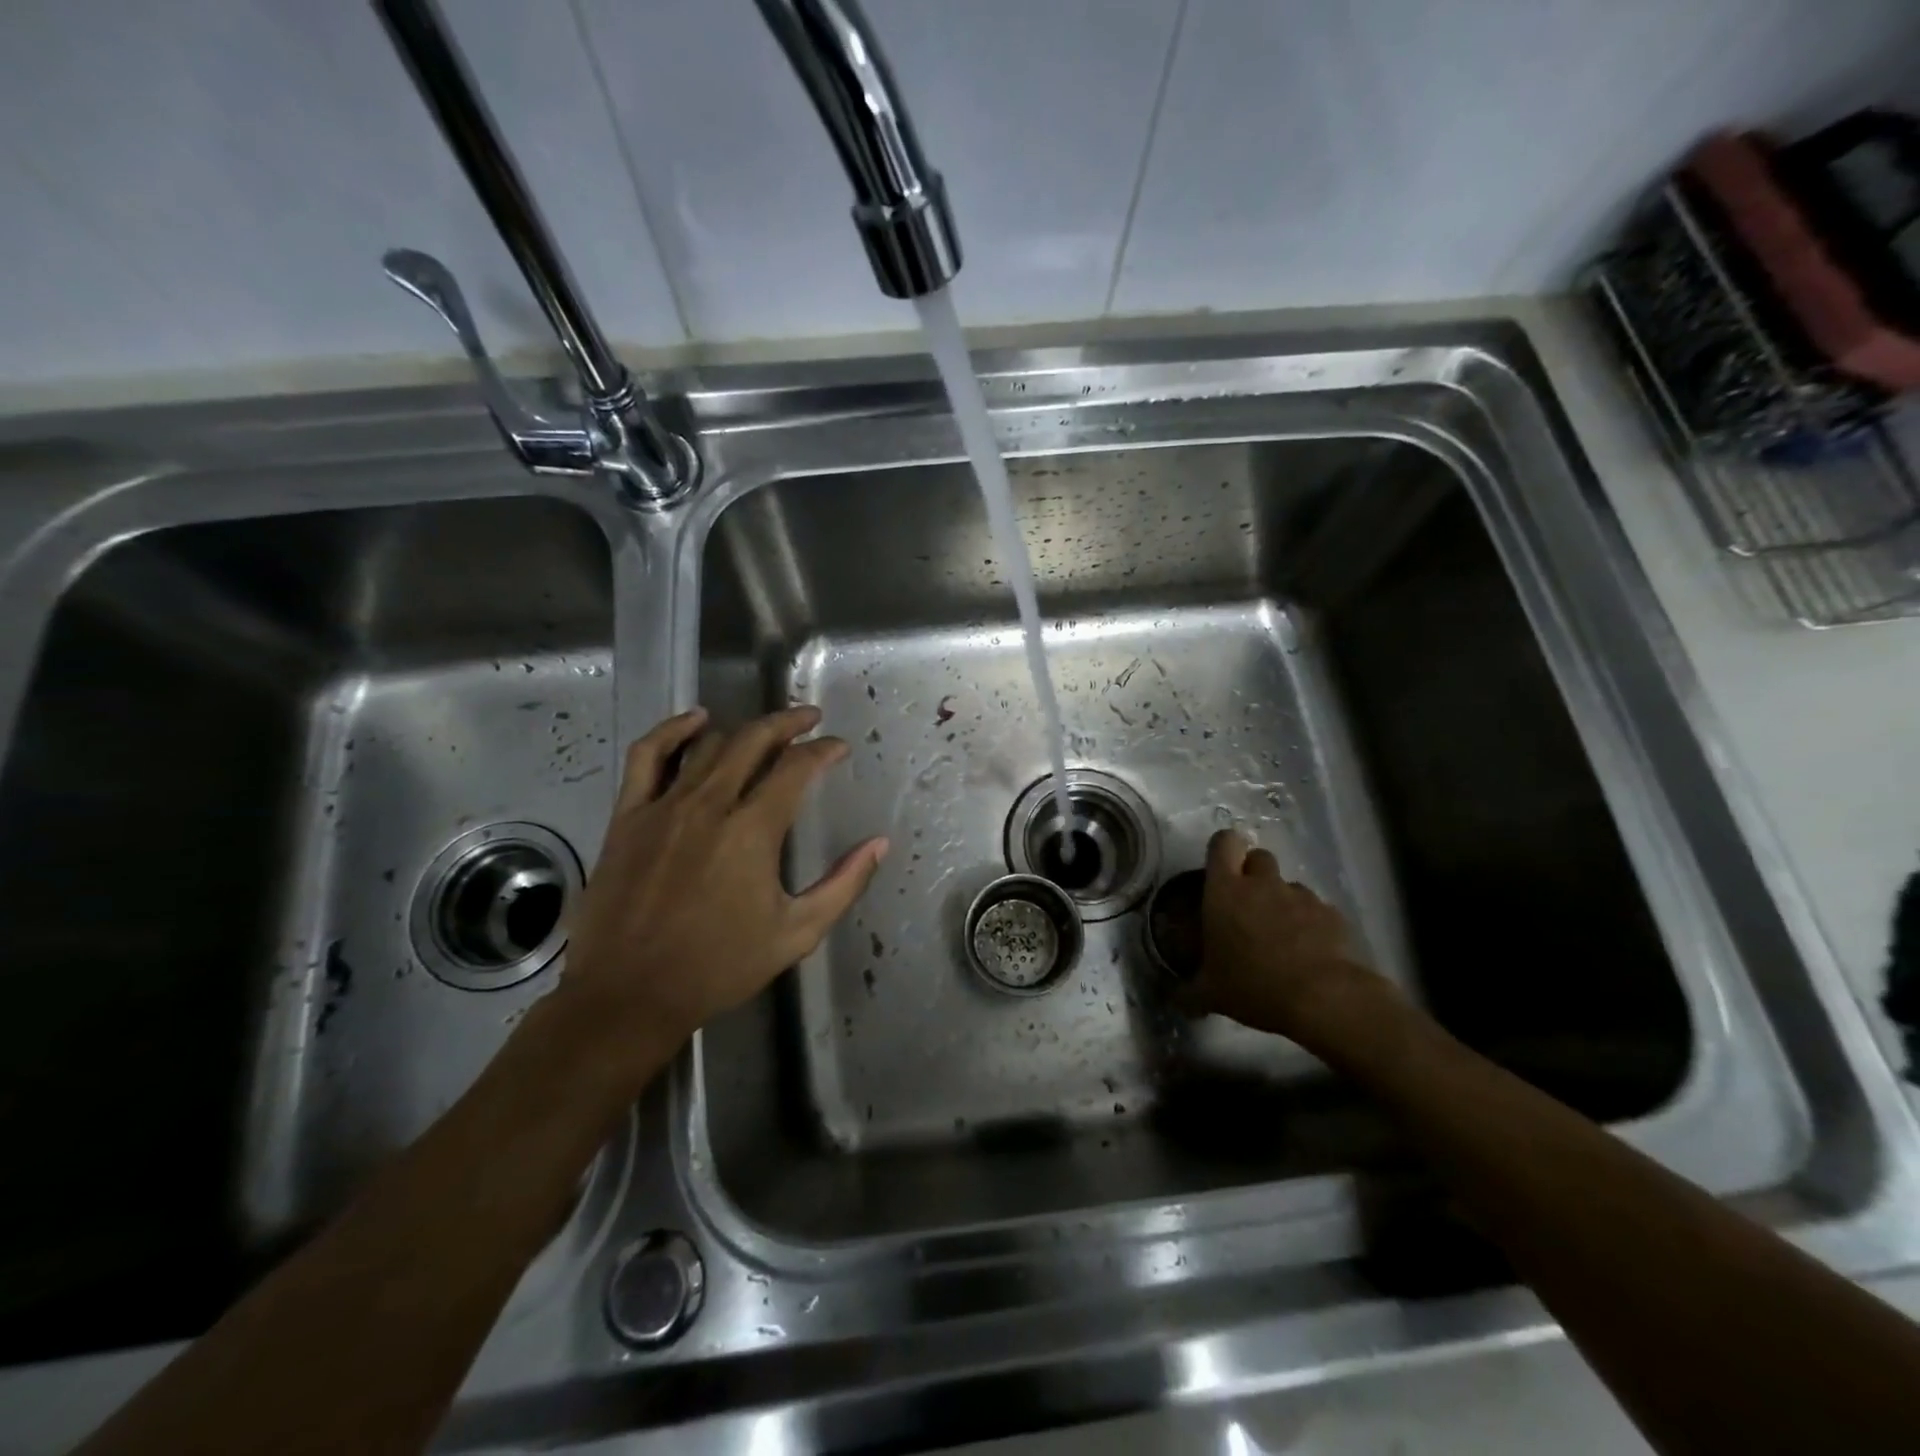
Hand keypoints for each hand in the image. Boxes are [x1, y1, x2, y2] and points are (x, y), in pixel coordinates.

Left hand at [542, 706, 886, 1091]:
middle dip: (788, 723)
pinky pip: (647, 756)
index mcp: (752, 831)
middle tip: (810, 719)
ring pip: (708, 745)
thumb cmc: (718, 967)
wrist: (629, 996)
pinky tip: (694, 720)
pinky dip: (672, 730)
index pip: (797, 768)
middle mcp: (709, 805)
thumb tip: (879, 844)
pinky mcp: (627, 816)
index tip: (839, 748)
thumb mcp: (796, 933)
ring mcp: (663, 807)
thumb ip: (843, 884)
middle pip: (754, 741)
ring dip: (743, 731)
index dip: (824, 751)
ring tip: (765, 732)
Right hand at [1181, 828, 1388, 1043]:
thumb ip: (1188, 992)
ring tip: (1282, 936)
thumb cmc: (1254, 986)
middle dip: (1254, 873)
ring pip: (1289, 884)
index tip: (1221, 867)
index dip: (1223, 848)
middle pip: (1259, 856)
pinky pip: (1316, 909)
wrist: (1325, 999)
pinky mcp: (1332, 914)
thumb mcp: (1211, 995)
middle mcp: (1263, 884)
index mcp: (1226, 891)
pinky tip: (1310, 953)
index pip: (1223, 843)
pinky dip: (1311, 923)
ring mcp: (1301, 896)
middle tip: (1248, 904)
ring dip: (1283, 901)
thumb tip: (1175, 999)